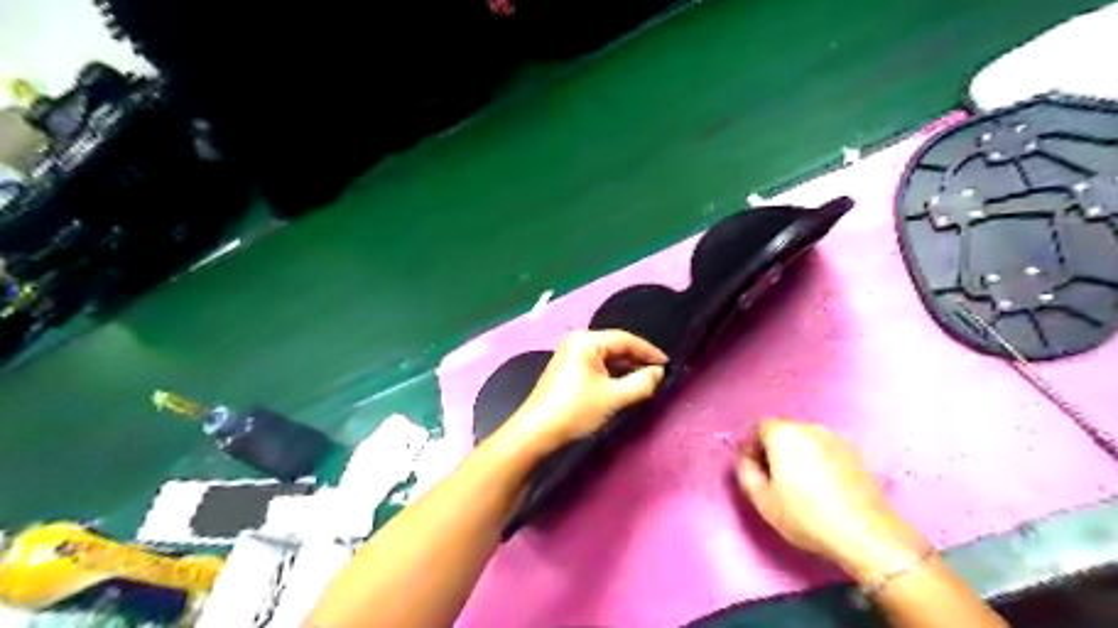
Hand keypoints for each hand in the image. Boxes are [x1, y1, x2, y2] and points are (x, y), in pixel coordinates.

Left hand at [501, 331, 667, 458]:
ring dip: (625, 369)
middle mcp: (577, 341)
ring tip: (647, 382)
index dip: (649, 352)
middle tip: (659, 375)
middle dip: (637, 361)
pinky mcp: (567, 369)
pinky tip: (625, 386)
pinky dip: (612, 375)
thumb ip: (642, 382)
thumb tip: (659, 372)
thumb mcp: (614, 397)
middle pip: (615, 347)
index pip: (625, 339)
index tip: (669, 364)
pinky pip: (597, 366)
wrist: (537, 432)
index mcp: (586, 340)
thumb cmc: (576, 410)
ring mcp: (570, 354)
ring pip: (607, 358)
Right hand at [741, 420, 930, 580]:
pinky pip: (826, 451)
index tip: (754, 470)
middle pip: (783, 432)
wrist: (866, 534)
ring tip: (800, 485)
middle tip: (774, 479)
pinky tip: (823, 487)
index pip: (758, 428)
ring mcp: (836, 438)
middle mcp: (809, 427)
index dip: (752, 447)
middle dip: (774, 449)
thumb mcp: (762, 499)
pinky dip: (819, 461)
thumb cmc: (806, 516)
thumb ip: (745, 472)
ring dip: (798, 455)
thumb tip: (746, 459)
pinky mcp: (856, 453)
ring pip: (806, 441)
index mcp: (783, 433)